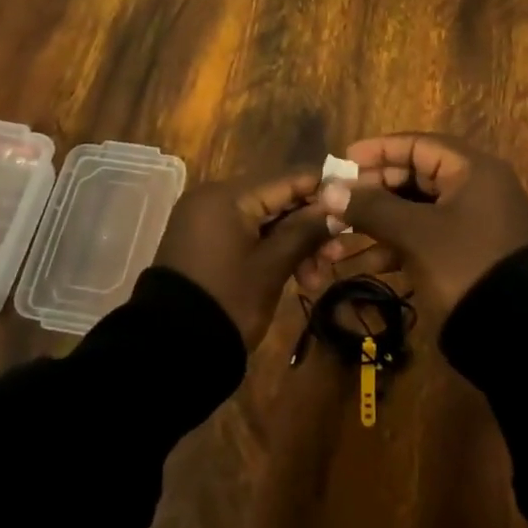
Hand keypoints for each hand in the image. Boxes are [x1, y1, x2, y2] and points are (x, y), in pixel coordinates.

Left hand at [153, 169, 329, 350]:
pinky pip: (247, 235)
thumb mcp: (272, 266)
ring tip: (316, 279)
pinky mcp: (205, 242)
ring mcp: (207, 221)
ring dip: (294, 244)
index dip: (324, 190)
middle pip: (277, 200)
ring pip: (264, 220)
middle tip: (337, 255)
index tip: (355, 206)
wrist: (172, 348)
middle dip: (309, 226)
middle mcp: (214, 197)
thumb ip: (306, 230)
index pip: (288, 179)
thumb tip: (338, 204)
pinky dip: (271, 251)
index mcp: (228, 195)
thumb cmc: (228, 301)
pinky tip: (297, 276)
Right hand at [313, 133, 527, 313]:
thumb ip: (371, 207)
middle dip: (371, 192)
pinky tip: (360, 265)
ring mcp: (472, 225)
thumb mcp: (414, 233)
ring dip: (376, 224)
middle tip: (336, 202)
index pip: (418, 145)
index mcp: (473, 170)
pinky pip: (423, 240)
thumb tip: (330, 190)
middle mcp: (475, 190)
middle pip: (414, 178)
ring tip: (337, 237)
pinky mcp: (465, 256)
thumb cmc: (465, 266)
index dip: (378, 151)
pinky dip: (393, 248)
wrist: (519, 337)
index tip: (343, 161)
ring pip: (414, 212)